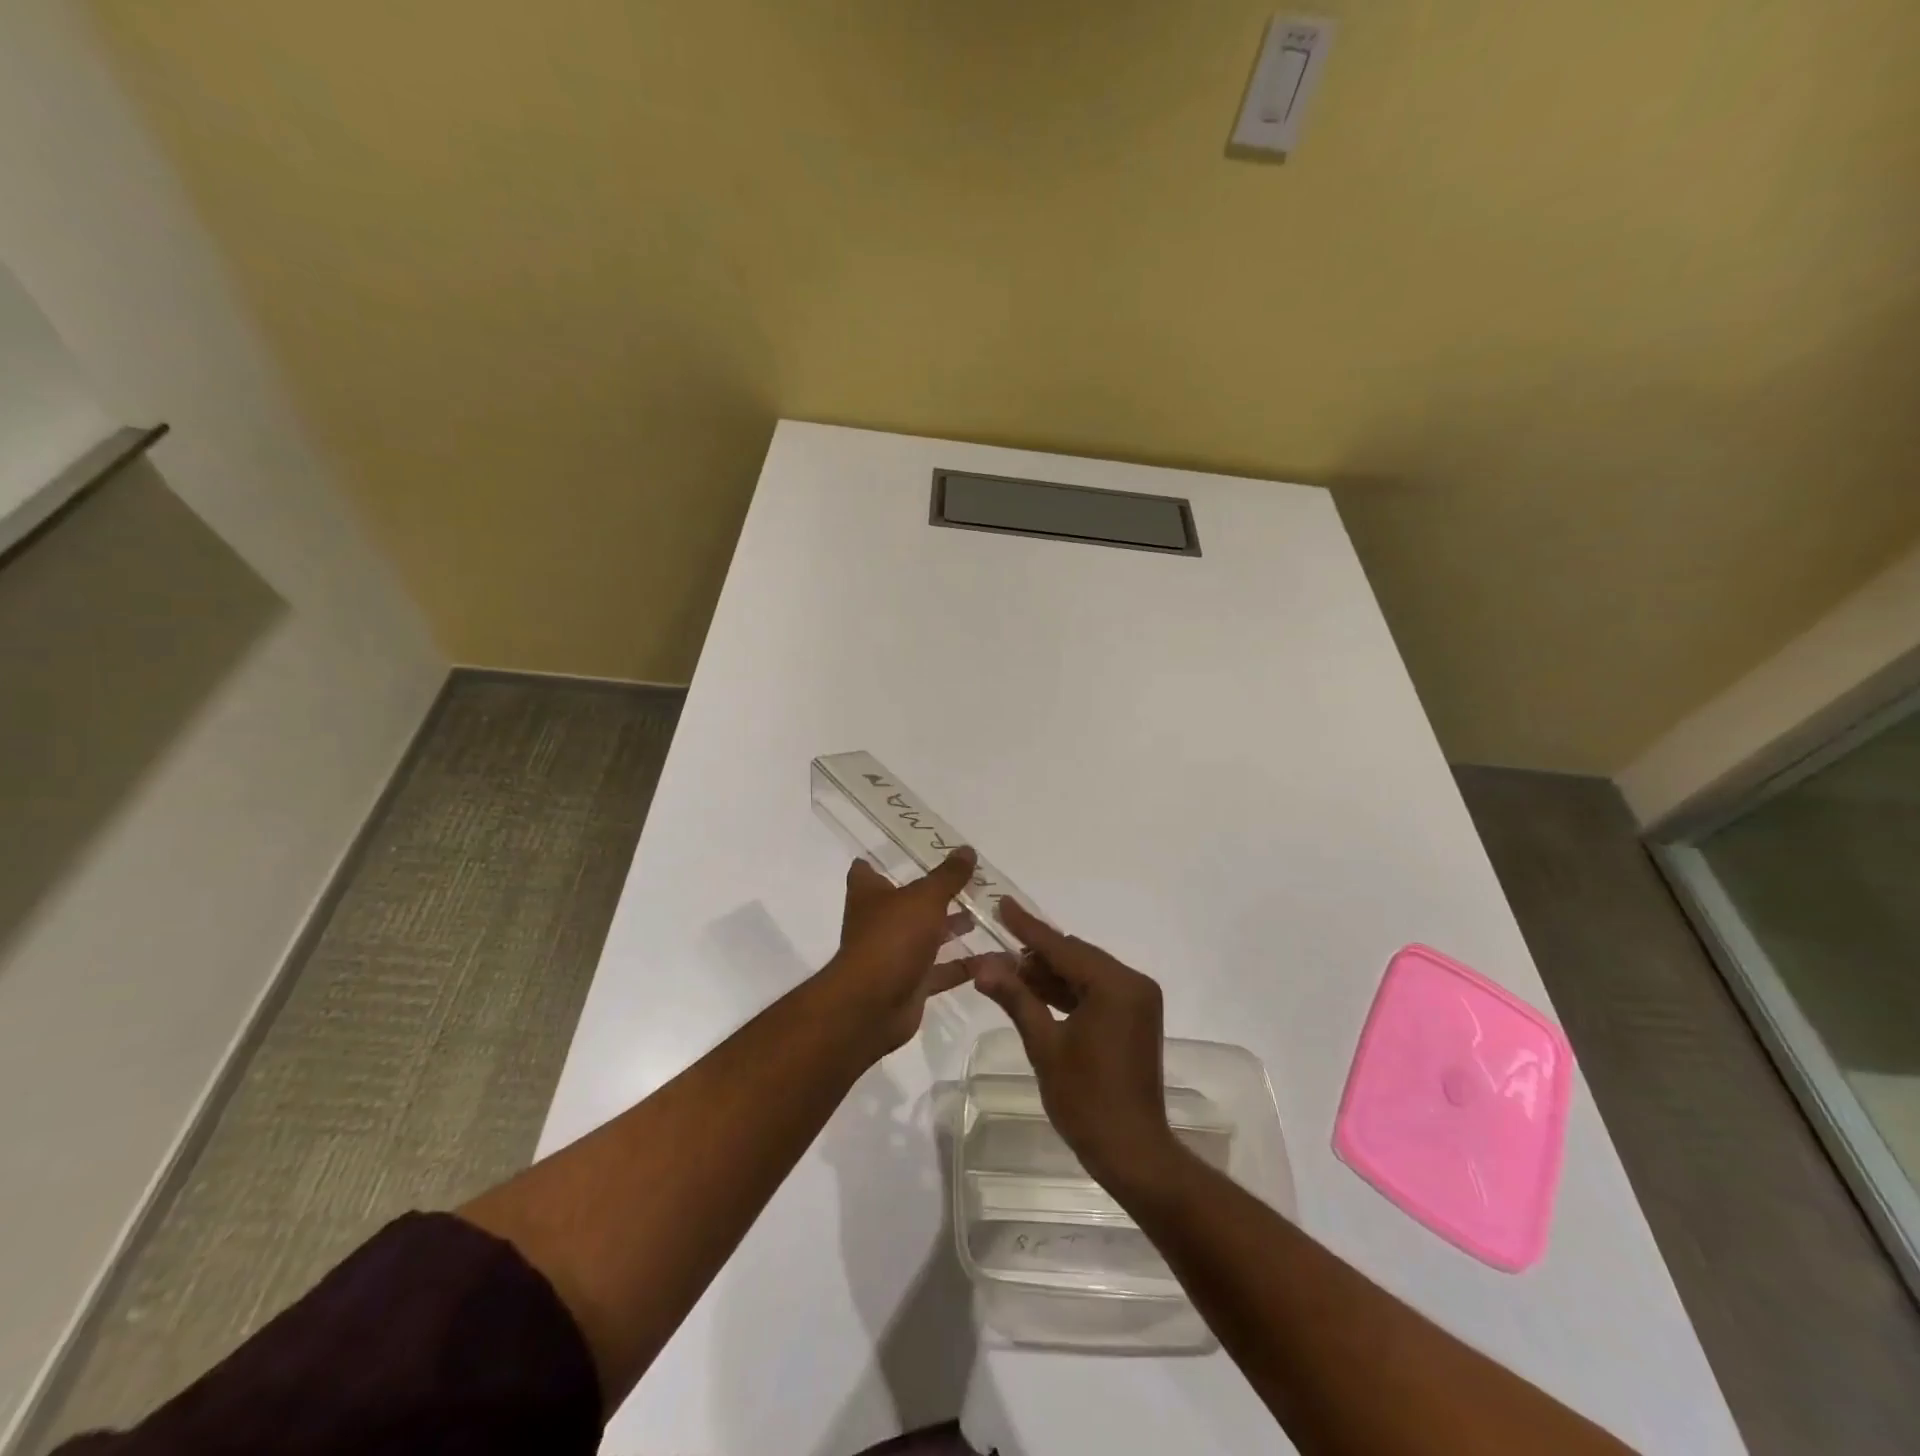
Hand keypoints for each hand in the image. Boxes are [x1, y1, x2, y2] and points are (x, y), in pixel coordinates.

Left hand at [824, 849, 991, 1058]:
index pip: (866, 871)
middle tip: (967, 881)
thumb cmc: (892, 938)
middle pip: (906, 903)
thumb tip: (967, 850)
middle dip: (933, 894)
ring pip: (926, 936)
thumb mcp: (925, 898)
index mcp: (869, 895)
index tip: (910, 851)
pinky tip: (992, 957)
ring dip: (951, 927)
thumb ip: (948, 876)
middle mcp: (878, 922)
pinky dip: (964, 965)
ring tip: (983, 914)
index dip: (882, 861)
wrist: (873, 1006)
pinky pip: (941, 971)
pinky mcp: (911, 984)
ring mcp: (894, 955)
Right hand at [971, 899, 1181, 1191]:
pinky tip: (1035, 992)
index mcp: (1116, 985)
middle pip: (1075, 956)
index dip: (1028, 927)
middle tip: (995, 952)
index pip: (1063, 947)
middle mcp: (1133, 983)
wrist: (1132, 1152)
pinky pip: (1095, 991)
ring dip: (1049, 974)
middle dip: (1035, 954)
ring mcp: (1137, 1001)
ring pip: (1084, 973)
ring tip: (1007, 972)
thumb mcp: (1045, 1046)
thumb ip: (1016, 998)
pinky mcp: (1134, 1017)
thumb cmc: (1086, 1100)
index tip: (1002, 904)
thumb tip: (981, 965)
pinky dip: (1067, 991)